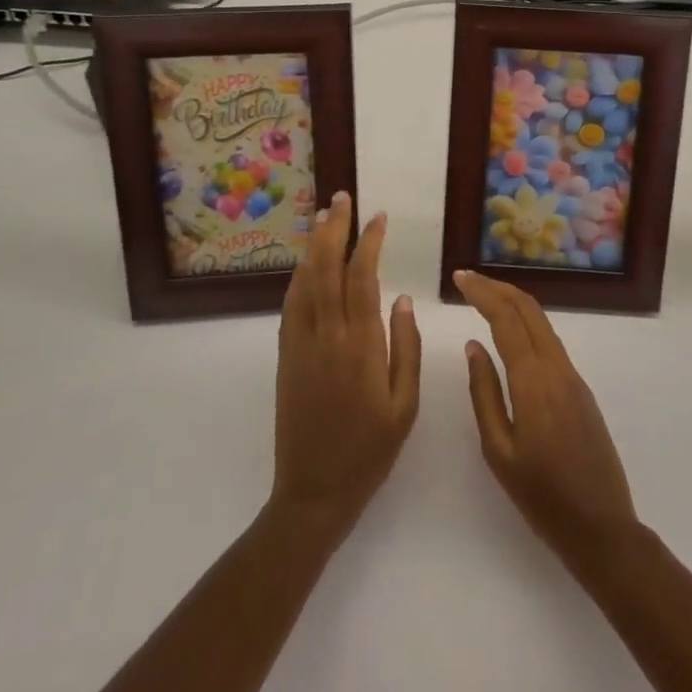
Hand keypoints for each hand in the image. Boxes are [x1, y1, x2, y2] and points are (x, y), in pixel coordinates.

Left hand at [271, 195, 420, 541]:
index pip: (362, 278)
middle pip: (327, 269)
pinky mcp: (286, 356)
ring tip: (323, 217)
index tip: (378, 218)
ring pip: (304, 282)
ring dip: (313, 246)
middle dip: (334, 229)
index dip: (368, 242)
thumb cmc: (369, 451)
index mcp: (360, 346)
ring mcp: (301, 344)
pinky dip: (299, 276)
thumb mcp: (404, 407)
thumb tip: (404, 300)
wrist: (313, 492)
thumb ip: (405, 349)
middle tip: (342, 198)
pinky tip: (306, 264)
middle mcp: (326, 335)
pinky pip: (291, 305)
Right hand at [456, 269, 641, 572]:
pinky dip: (527, 323)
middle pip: (528, 308)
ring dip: (513, 302)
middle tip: (467, 280)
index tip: (458, 278)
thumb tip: (474, 346)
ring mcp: (573, 376)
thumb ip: (484, 393)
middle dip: (497, 287)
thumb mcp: (499, 451)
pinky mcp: (580, 389)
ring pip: (542, 322)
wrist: (602, 528)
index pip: (505, 317)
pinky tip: (510, 332)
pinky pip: (550, 341)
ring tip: (484, 298)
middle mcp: (556, 367)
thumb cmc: (542, 497)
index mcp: (533, 380)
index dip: (481, 292)